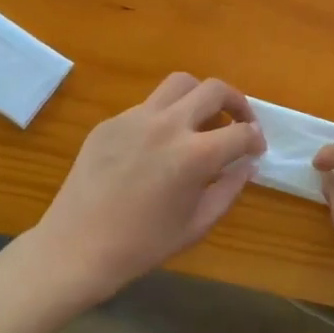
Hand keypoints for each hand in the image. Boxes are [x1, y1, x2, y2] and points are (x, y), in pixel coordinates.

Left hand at [31, 74, 264, 302]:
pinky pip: (147, 106)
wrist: (77, 248)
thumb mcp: (198, 224)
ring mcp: (136, 118)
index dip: (256, 139)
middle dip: (236, 102)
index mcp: (195, 154)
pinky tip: (158, 144)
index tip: (256, 149)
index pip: (241, 132)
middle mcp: (169, 125)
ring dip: (200, 97)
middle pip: (214, 89)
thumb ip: (229, 189)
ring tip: (201, 119)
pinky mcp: (110, 122)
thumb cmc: (143, 244)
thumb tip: (246, 165)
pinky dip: (164, 116)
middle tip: (239, 122)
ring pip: (179, 84)